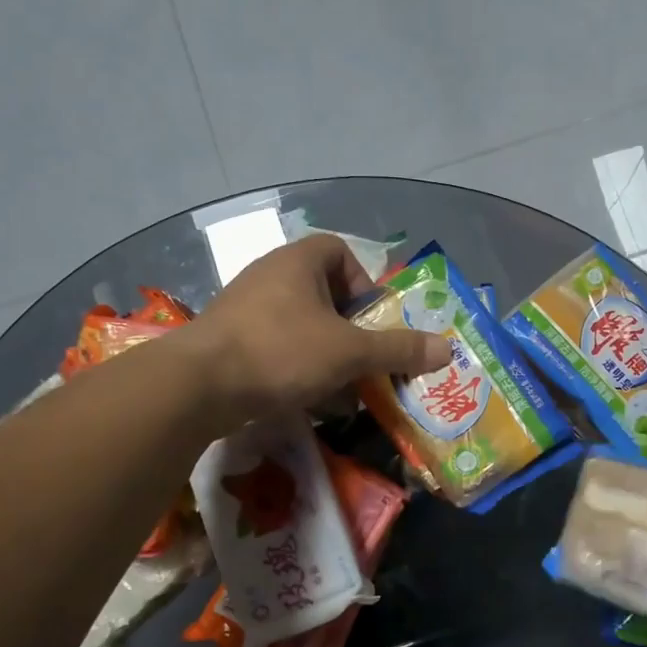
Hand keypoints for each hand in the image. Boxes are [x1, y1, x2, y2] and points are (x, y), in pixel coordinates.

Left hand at [182, 235, 451, 430]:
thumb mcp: (350, 352)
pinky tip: (303, 396)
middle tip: (361, 356)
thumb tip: (447, 349)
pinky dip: (294, 365)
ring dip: (324, 349)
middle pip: (321, 290)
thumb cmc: (282, 352)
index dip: (362, 280)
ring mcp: (244, 307)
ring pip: (298, 322)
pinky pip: (274, 344)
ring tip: (337, 384)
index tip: (370, 318)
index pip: (338, 250)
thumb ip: (398, 349)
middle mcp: (269, 275)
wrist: (199, 386)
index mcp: (297, 262)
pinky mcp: (227, 339)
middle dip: (348, 325)